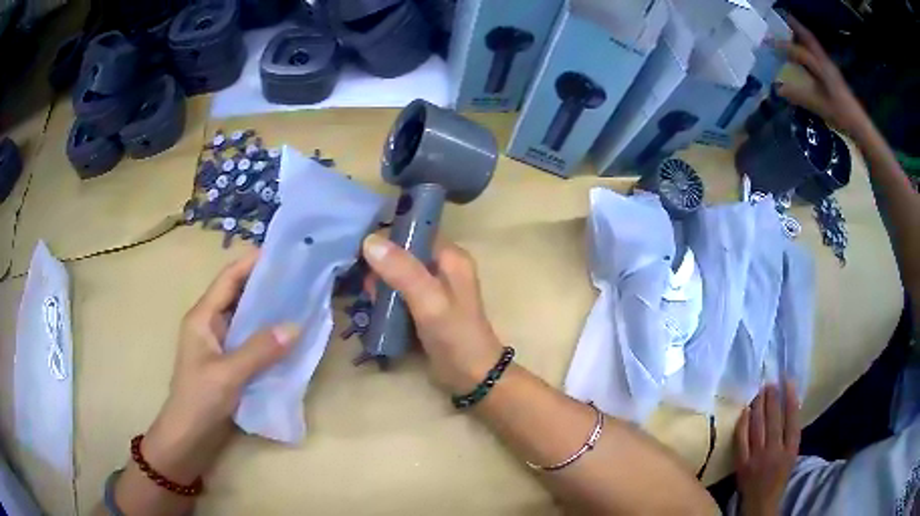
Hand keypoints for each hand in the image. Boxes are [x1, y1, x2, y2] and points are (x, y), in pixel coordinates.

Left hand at [142, 250, 299, 481]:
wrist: (188, 435)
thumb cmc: (199, 399)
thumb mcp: (228, 374)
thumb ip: (259, 350)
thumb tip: (295, 326)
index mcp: (203, 317)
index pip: (228, 279)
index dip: (252, 263)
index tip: (282, 253)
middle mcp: (211, 324)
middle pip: (239, 294)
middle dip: (265, 285)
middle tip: (300, 278)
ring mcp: (220, 343)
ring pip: (246, 318)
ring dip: (268, 311)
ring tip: (300, 302)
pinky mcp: (229, 361)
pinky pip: (250, 340)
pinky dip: (267, 335)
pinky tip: (288, 337)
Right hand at [361, 233, 503, 394]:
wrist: (472, 377)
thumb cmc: (455, 337)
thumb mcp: (429, 302)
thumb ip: (403, 271)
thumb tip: (369, 240)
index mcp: (451, 257)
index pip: (415, 231)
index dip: (388, 237)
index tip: (362, 253)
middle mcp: (443, 267)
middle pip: (403, 254)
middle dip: (381, 266)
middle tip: (369, 287)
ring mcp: (434, 289)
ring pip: (398, 275)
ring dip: (381, 284)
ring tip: (369, 300)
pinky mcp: (425, 308)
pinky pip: (399, 294)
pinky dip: (386, 299)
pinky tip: (375, 309)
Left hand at [734, 381, 799, 515]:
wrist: (760, 502)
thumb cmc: (779, 477)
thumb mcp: (791, 455)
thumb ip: (790, 434)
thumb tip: (787, 405)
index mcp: (790, 449)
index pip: (792, 419)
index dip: (790, 398)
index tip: (787, 380)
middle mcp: (775, 452)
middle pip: (774, 420)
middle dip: (772, 398)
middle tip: (770, 382)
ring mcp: (757, 458)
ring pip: (758, 427)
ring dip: (758, 406)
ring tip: (759, 391)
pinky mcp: (742, 464)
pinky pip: (742, 440)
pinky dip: (743, 424)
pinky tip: (744, 410)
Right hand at [774, 16, 869, 136]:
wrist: (859, 123)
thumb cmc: (840, 114)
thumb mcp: (819, 106)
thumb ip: (799, 96)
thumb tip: (777, 89)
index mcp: (822, 68)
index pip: (800, 52)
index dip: (783, 46)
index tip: (767, 42)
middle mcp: (825, 62)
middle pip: (808, 38)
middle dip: (794, 25)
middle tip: (780, 15)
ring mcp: (830, 66)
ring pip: (813, 43)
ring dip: (801, 33)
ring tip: (789, 27)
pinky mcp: (832, 73)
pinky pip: (817, 52)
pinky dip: (807, 45)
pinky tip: (803, 49)